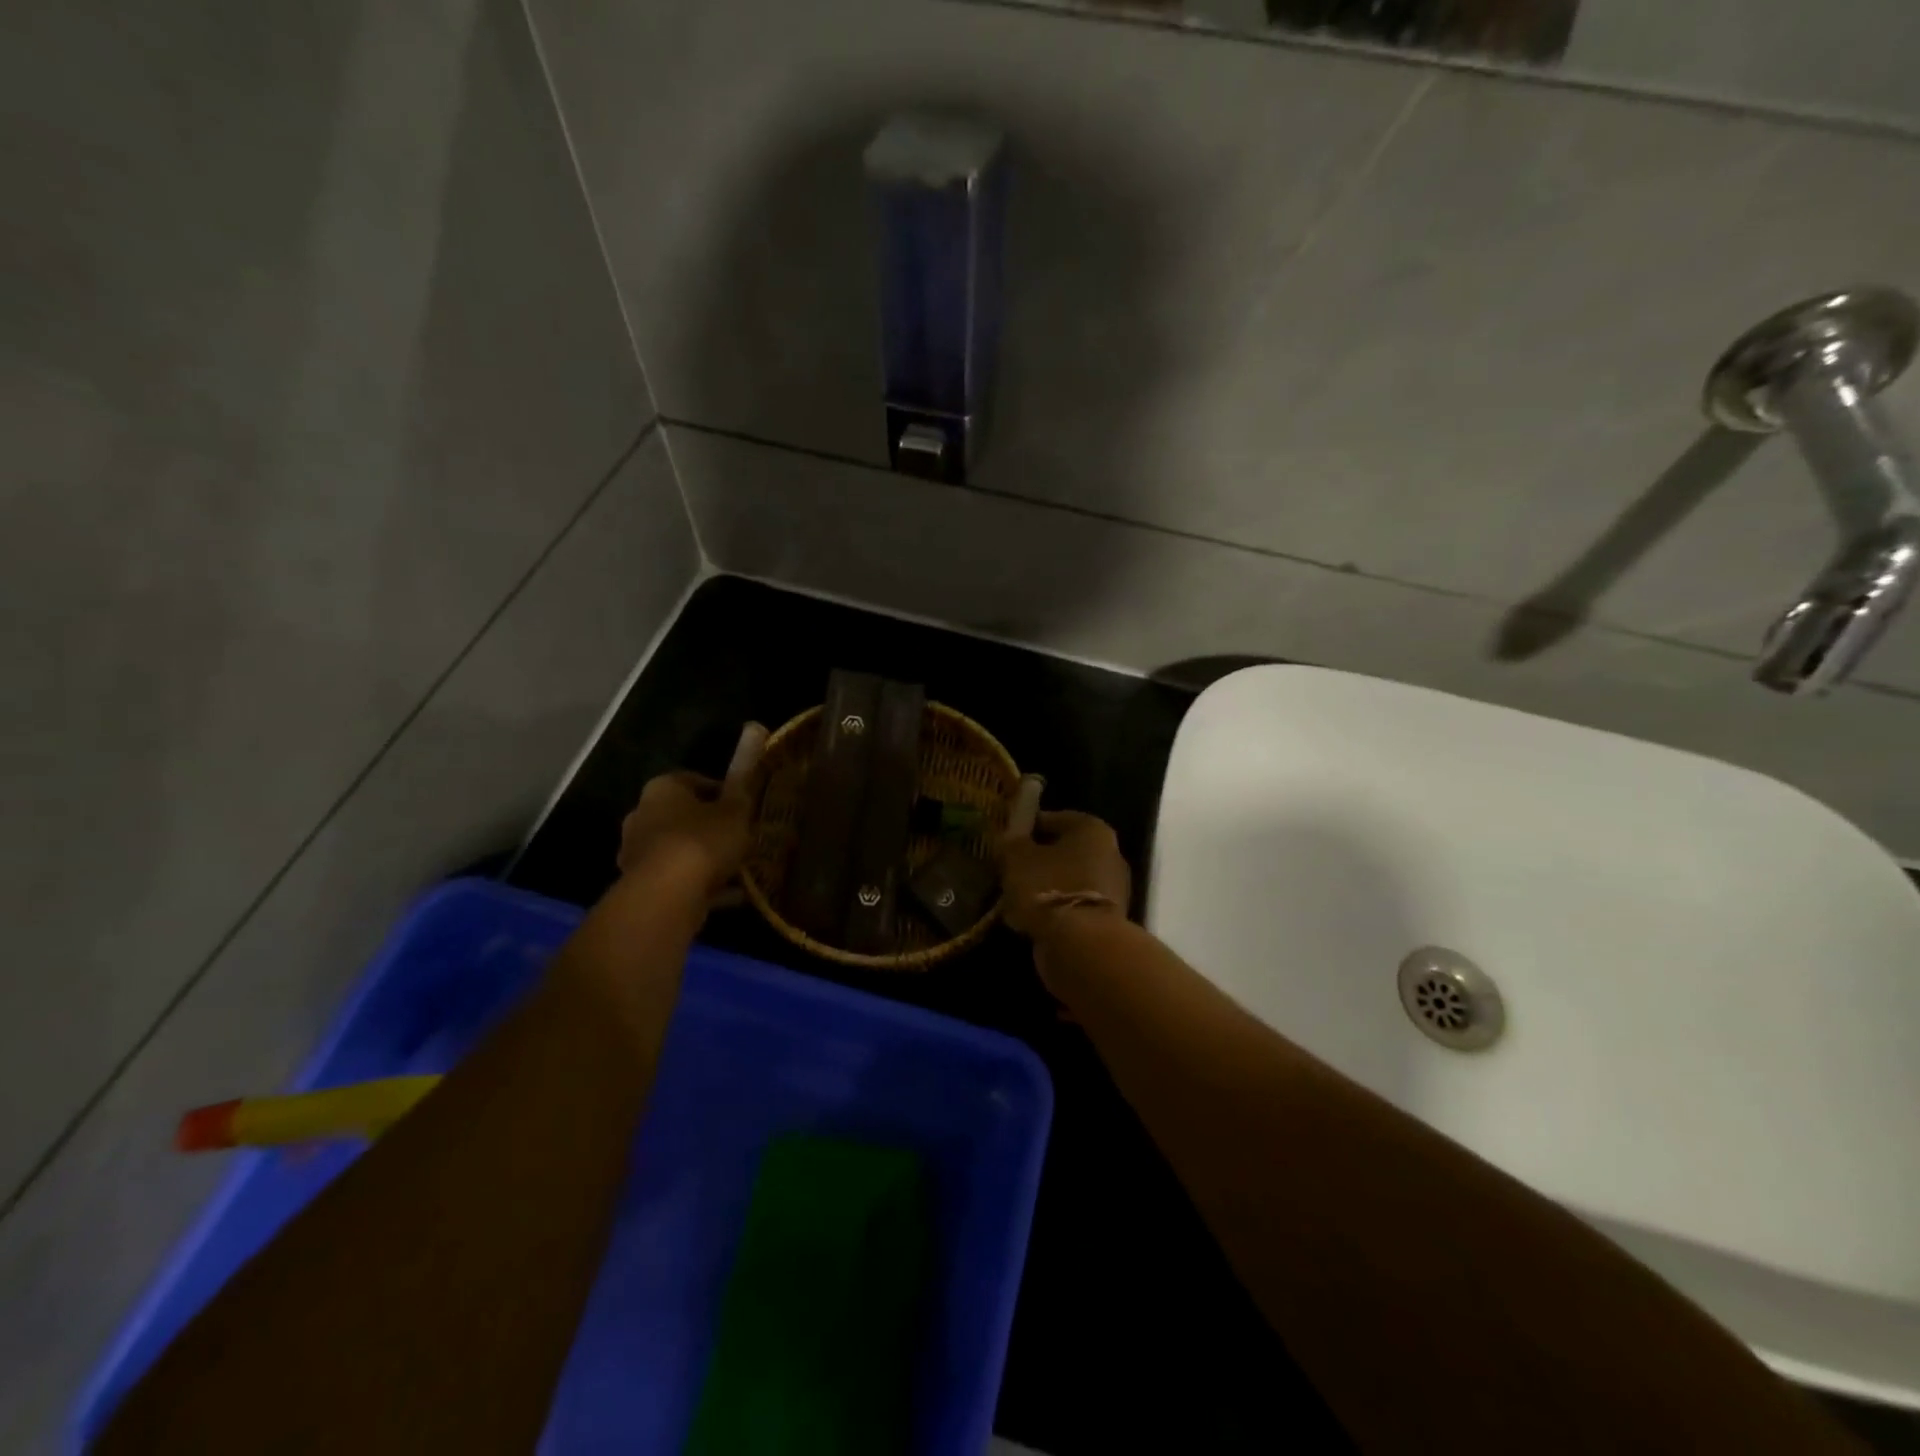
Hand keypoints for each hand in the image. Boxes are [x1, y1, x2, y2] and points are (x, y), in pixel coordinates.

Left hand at [617, 770, 752, 896]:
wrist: (665, 896)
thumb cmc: (701, 841)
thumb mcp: (735, 813)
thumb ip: (740, 794)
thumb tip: (744, 770)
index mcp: (662, 788)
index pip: (695, 781)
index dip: (724, 793)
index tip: (744, 808)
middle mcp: (643, 815)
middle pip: (685, 817)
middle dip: (712, 827)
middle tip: (742, 838)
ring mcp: (638, 852)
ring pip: (682, 849)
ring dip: (707, 857)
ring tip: (740, 869)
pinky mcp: (642, 884)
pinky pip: (679, 877)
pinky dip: (702, 883)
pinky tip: (731, 894)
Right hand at [997, 810, 1131, 940]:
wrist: (1081, 945)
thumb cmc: (1049, 887)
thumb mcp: (1017, 857)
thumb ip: (1011, 842)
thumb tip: (1009, 837)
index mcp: (1092, 830)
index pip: (1055, 818)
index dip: (1029, 826)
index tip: (1007, 837)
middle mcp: (1109, 854)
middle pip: (1064, 851)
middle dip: (1037, 858)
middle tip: (1008, 867)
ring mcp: (1111, 890)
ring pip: (1066, 880)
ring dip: (1043, 886)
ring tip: (1012, 895)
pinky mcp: (1105, 920)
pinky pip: (1071, 905)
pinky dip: (1052, 909)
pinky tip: (1026, 918)